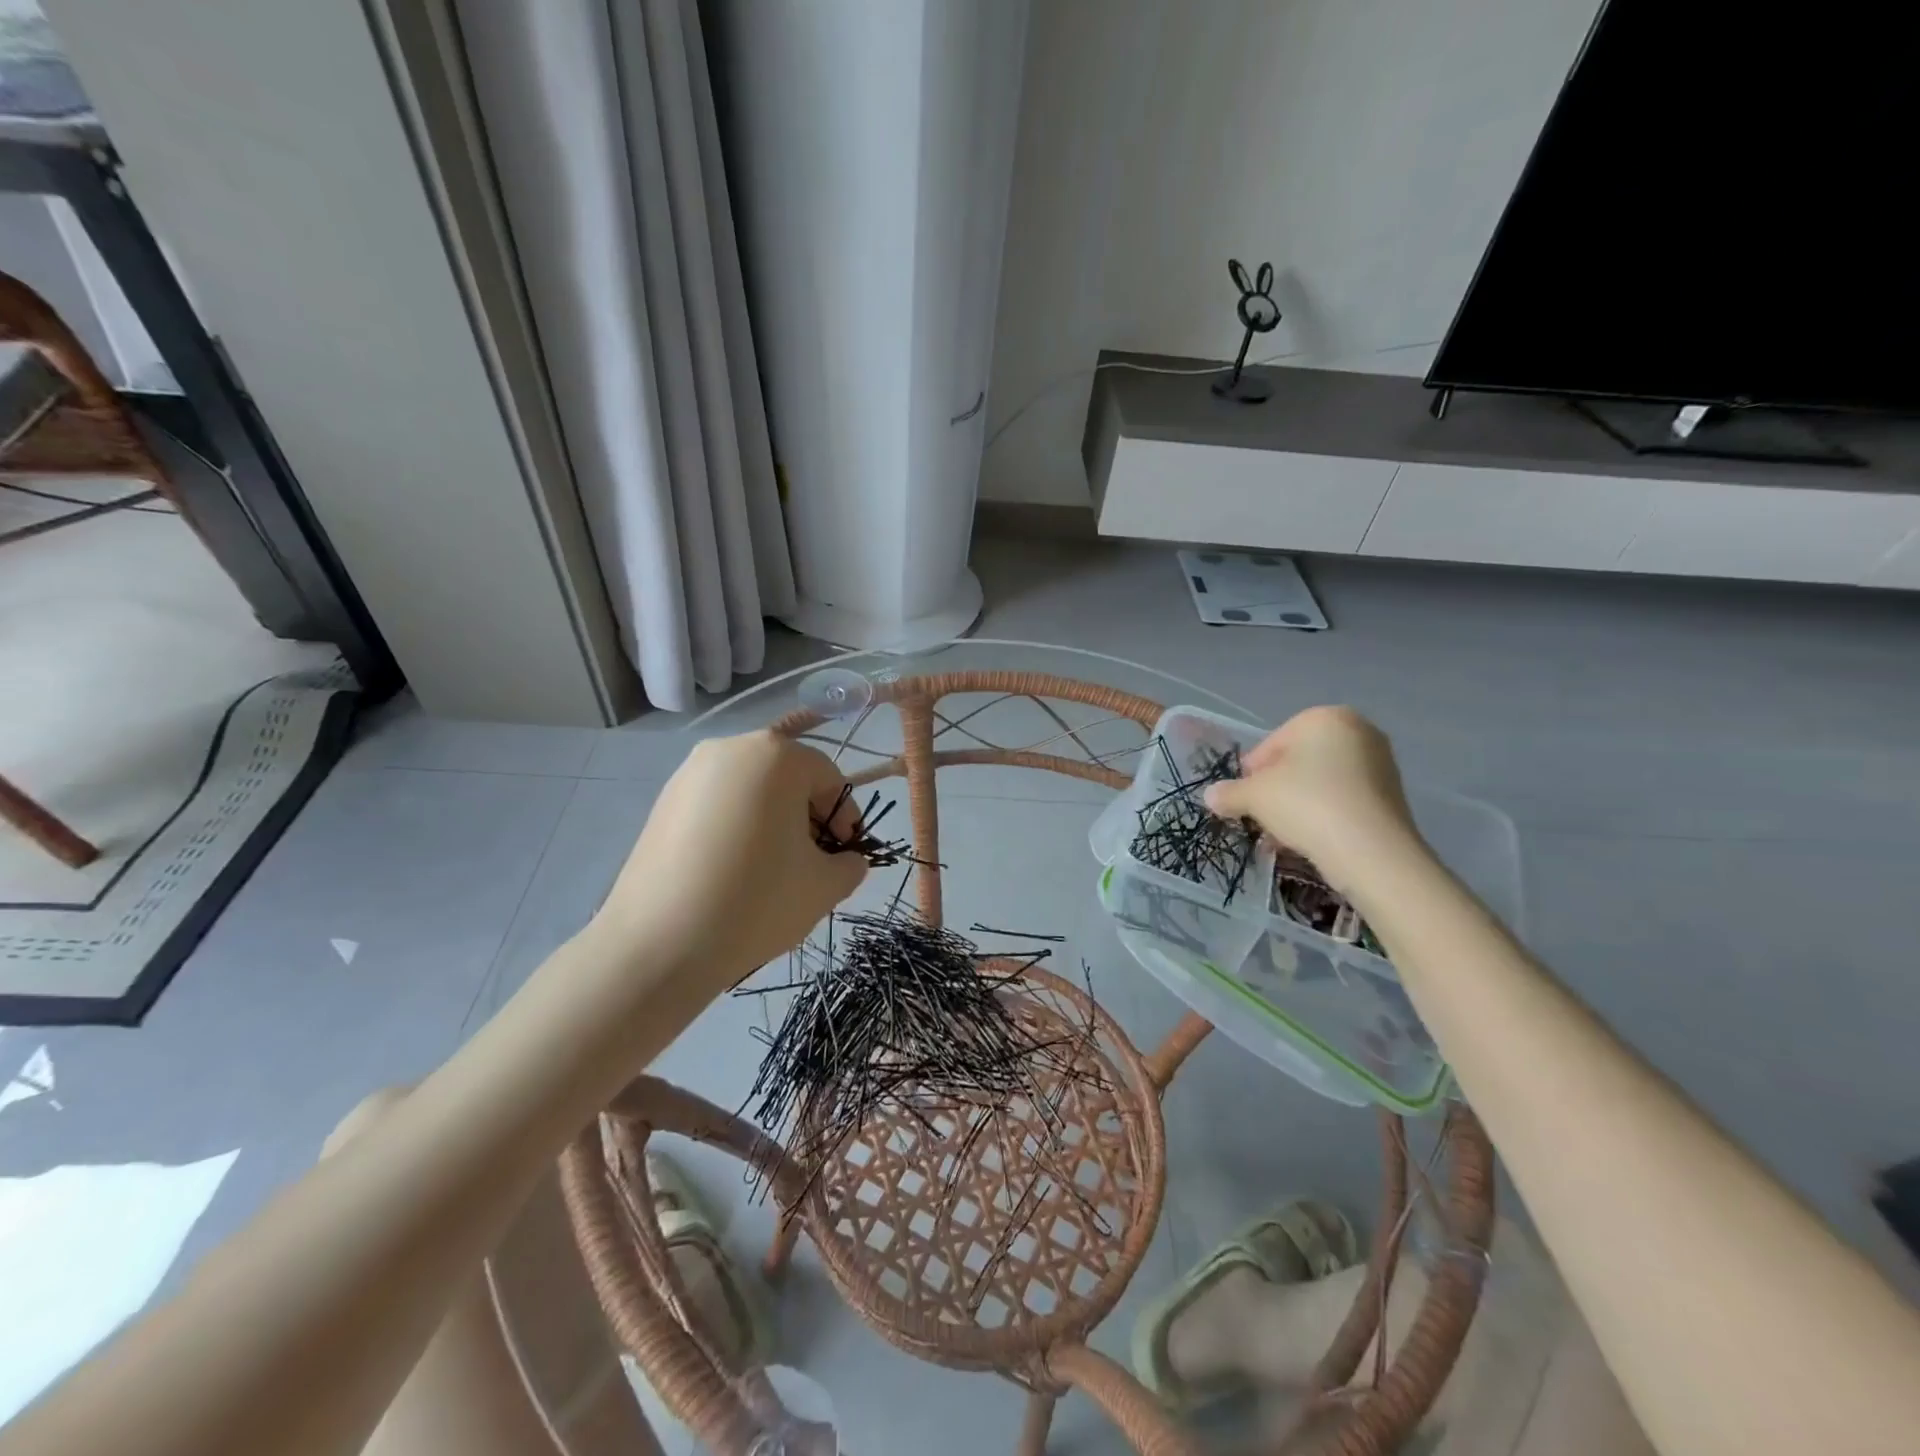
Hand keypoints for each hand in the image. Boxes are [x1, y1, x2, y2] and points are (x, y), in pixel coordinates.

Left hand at [596, 731, 866, 993]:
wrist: (658, 945)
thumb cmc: (756, 902)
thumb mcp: (824, 886)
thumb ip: (849, 864)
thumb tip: (845, 859)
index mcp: (776, 756)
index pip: (828, 776)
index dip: (845, 816)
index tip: (844, 854)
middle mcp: (730, 749)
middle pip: (787, 775)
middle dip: (808, 814)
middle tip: (812, 860)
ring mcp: (690, 773)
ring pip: (751, 788)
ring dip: (772, 818)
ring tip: (772, 868)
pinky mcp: (662, 802)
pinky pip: (718, 803)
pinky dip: (737, 825)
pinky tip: (734, 869)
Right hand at [1202, 706, 1423, 897]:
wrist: (1371, 851)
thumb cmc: (1306, 804)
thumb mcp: (1254, 797)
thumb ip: (1229, 793)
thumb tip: (1210, 796)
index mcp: (1323, 718)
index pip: (1272, 743)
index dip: (1251, 773)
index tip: (1242, 799)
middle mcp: (1357, 731)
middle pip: (1298, 762)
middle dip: (1276, 790)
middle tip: (1260, 817)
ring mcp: (1380, 763)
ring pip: (1320, 783)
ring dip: (1296, 806)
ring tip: (1281, 836)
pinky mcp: (1392, 796)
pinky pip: (1344, 800)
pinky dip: (1323, 816)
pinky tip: (1309, 841)